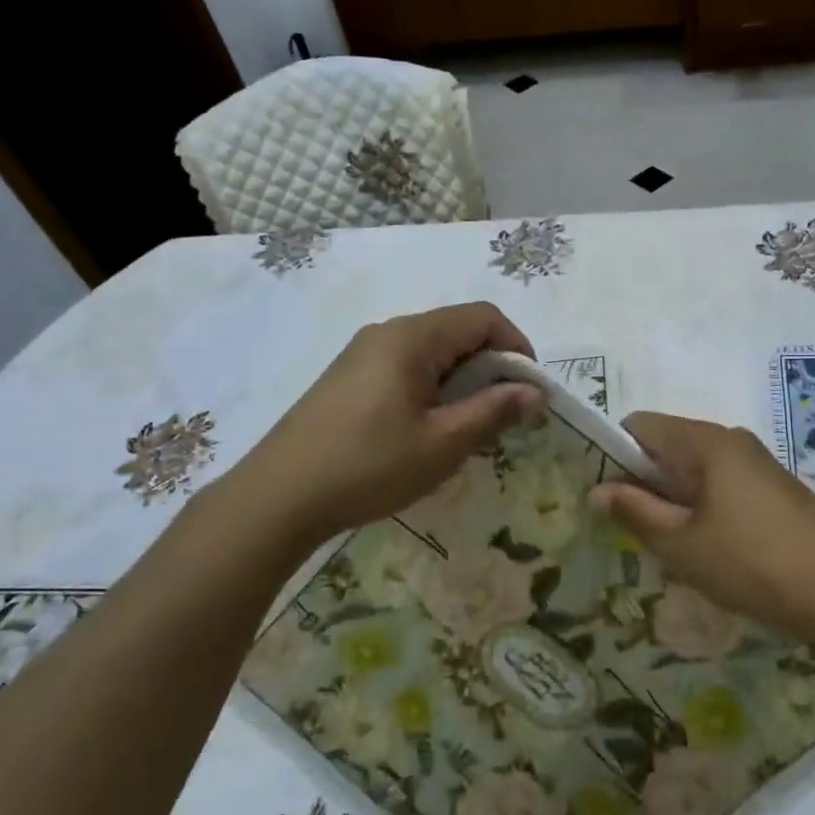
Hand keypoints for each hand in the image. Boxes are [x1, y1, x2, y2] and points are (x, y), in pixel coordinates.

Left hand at [233, 303, 543, 542]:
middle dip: (492, 369)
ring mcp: (363, 354)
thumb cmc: (369, 466)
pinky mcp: (349, 378)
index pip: (483, 317)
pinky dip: (433, 390)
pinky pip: (406, 369)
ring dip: (463, 383)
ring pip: (433, 353)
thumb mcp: (442, 443)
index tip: (529, 393)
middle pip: (458, 332)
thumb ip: (494, 411)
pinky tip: (428, 431)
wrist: (278, 497)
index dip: (517, 348)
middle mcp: (387, 333)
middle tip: (503, 418)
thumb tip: (536, 392)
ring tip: (468, 429)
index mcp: (412, 337)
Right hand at [589, 412, 814, 644]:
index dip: (614, 453)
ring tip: (672, 540)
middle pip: (669, 444)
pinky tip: (711, 543)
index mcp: (706, 442)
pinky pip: (723, 481)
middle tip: (635, 525)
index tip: (607, 494)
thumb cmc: (750, 563)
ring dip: (675, 495)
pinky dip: (704, 502)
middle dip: (645, 479)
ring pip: (697, 466)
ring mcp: (758, 461)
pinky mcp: (775, 486)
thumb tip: (596, 490)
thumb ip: (634, 511)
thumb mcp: (681, 544)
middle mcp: (732, 439)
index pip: (640, 425)